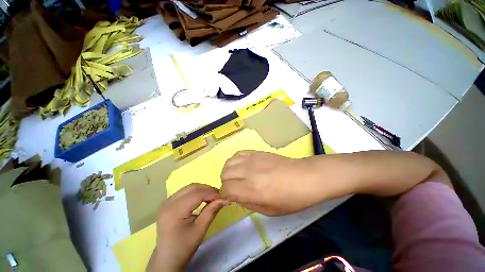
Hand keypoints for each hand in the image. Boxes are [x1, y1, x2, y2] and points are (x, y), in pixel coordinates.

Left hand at [147, 183, 228, 271]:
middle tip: (219, 196)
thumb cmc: (184, 247)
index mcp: (174, 210)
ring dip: (203, 190)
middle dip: (208, 189)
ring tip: (212, 197)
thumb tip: (225, 199)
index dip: (212, 193)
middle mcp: (168, 202)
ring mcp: (167, 201)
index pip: (197, 194)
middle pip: (193, 187)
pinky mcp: (168, 202)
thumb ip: (212, 211)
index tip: (223, 197)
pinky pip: (186, 191)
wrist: (167, 258)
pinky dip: (197, 192)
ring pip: (190, 187)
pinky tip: (203, 198)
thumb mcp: (200, 230)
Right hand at [220, 151, 323, 215]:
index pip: (225, 189)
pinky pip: (238, 154)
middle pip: (224, 174)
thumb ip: (246, 203)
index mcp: (252, 189)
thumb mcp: (268, 210)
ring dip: (229, 171)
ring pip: (229, 163)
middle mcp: (248, 171)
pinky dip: (236, 161)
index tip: (231, 197)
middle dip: (226, 183)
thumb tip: (234, 196)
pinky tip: (243, 166)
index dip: (225, 195)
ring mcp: (252, 159)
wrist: (304, 177)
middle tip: (236, 188)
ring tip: (238, 176)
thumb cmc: (290, 198)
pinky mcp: (256, 152)